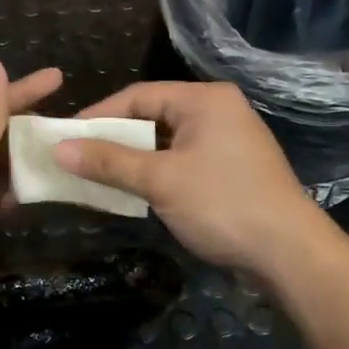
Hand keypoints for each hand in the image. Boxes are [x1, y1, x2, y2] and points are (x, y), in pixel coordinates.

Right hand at [57, 81, 336, 276]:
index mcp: (204, 100)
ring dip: (132, 158)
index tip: (65, 138)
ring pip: (165, 141)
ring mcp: (227, 140)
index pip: (137, 95)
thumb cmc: (222, 204)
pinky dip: (154, 172)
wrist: (289, 253)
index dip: (98, 116)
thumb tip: (59, 149)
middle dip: (113, 139)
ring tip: (97, 176)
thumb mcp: (159, 180)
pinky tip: (132, 190)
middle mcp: (217, 111)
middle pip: (151, 116)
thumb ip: (108, 162)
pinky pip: (181, 160)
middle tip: (77, 158)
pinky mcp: (230, 168)